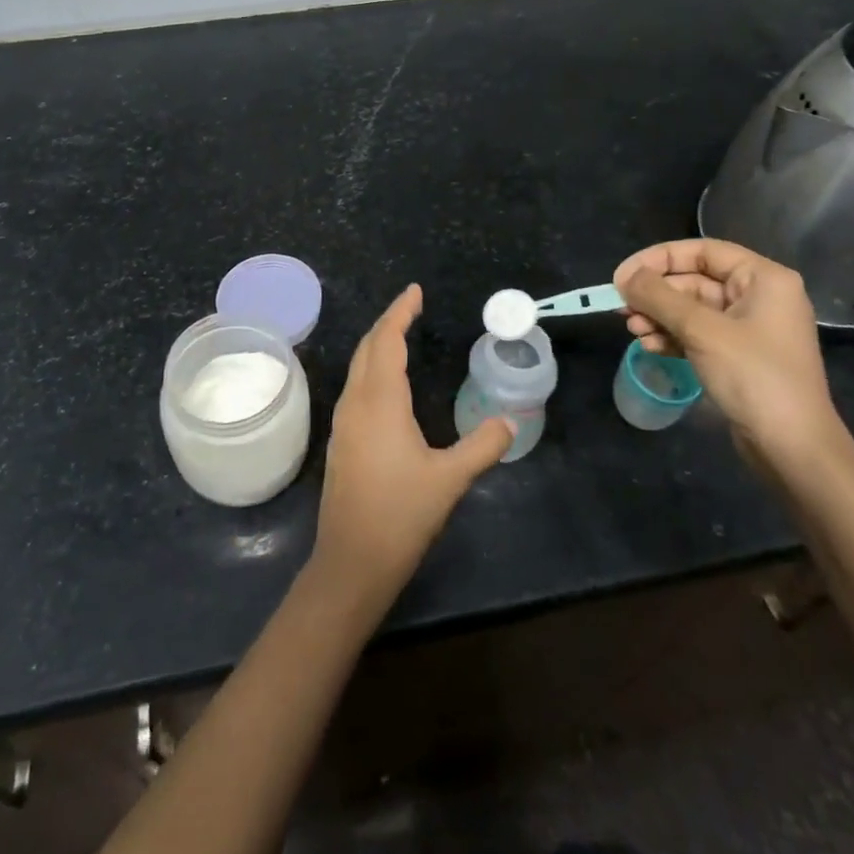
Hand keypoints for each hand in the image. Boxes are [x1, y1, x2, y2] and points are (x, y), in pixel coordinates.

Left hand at [311, 285, 513, 605]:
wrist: (351, 561)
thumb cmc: (401, 515)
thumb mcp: (450, 479)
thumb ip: (483, 445)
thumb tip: (511, 422)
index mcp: (380, 400)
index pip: (387, 340)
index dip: (400, 312)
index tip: (415, 291)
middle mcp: (355, 402)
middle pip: (367, 347)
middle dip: (388, 322)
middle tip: (412, 307)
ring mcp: (344, 421)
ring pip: (358, 367)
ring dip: (377, 345)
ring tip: (401, 336)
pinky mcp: (341, 440)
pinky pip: (355, 387)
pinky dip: (372, 369)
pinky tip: (387, 384)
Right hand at [614, 239, 847, 475]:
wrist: (792, 447)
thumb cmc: (753, 376)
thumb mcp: (701, 330)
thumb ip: (659, 297)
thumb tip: (625, 277)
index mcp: (763, 279)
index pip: (702, 251)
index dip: (658, 259)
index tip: (623, 276)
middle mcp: (758, 297)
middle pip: (694, 280)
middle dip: (655, 294)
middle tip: (621, 308)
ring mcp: (749, 329)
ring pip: (691, 309)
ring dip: (658, 317)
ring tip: (633, 331)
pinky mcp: (738, 356)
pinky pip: (697, 334)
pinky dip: (671, 336)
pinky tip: (650, 347)